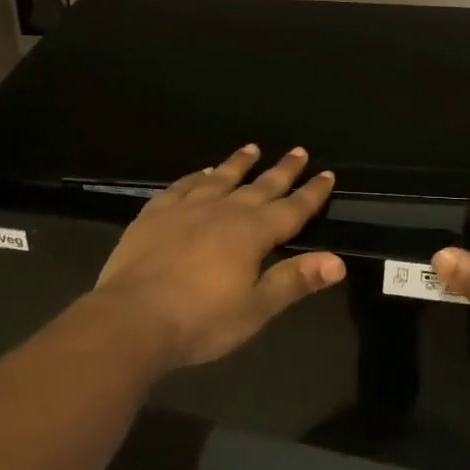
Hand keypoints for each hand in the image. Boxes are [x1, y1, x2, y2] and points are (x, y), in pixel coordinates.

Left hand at [94, 145, 344, 372]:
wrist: (131, 319)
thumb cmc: (200, 320)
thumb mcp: (256, 308)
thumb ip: (295, 280)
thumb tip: (337, 261)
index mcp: (253, 233)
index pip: (292, 209)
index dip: (311, 193)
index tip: (327, 174)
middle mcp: (224, 211)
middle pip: (260, 186)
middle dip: (282, 170)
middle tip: (298, 151)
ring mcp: (187, 209)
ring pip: (220, 178)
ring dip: (238, 164)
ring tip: (252, 148)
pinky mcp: (155, 215)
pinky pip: (182, 187)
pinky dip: (195, 177)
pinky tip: (200, 173)